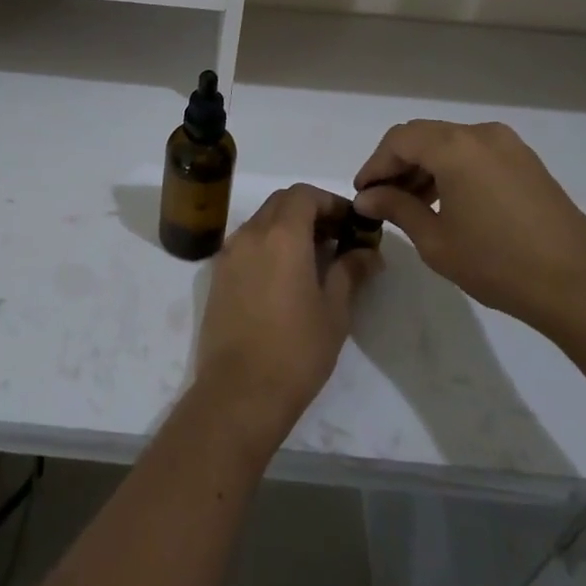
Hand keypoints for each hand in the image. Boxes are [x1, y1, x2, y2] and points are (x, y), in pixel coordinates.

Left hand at [193, 185, 381, 454]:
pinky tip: (284, 275)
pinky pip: (246, 243)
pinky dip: (267, 244)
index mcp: (282, 235)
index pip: (304, 194)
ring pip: (261, 220)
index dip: (330, 202)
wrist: (239, 391)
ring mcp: (229, 253)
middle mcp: (251, 233)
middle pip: (281, 202)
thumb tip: (368, 252)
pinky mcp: (217, 274)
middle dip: (310, 210)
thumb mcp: (334, 311)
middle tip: (336, 237)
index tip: (350, 223)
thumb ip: (350, 272)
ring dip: (287, 226)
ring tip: (313, 257)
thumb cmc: (296, 350)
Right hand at [352, 120, 585, 338]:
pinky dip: (452, 169)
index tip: (363, 194)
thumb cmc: (499, 264)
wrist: (582, 286)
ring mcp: (509, 146)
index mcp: (455, 147)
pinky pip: (475, 153)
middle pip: (424, 136)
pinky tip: (447, 202)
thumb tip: (367, 197)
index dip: (375, 165)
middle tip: (382, 199)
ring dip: (425, 166)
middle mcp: (481, 134)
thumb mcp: (436, 241)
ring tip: (412, 204)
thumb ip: (397, 209)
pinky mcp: (527, 162)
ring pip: (450, 143)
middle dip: (397, 164)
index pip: (399, 140)